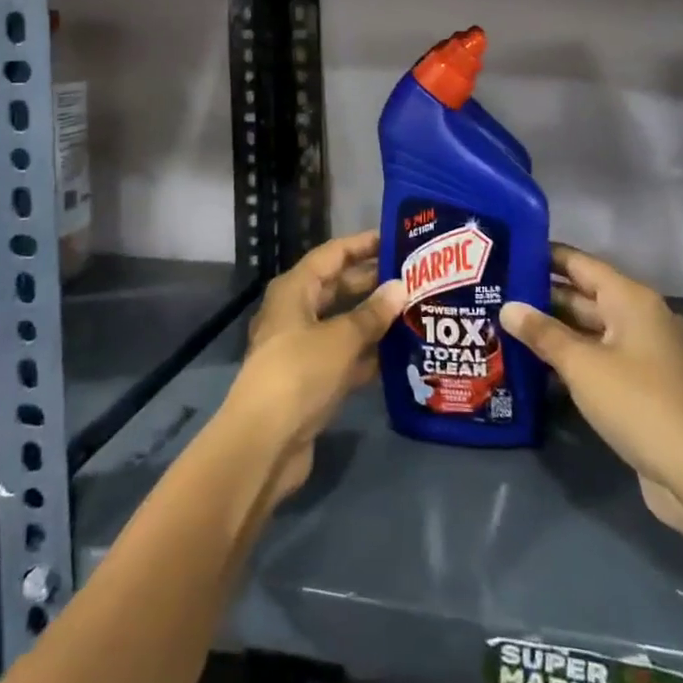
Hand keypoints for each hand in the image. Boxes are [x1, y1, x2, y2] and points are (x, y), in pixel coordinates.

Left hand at [222, 231, 404, 507]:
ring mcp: (302, 348)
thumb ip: (372, 313)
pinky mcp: (312, 380)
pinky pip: (345, 356)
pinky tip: (402, 353)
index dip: (363, 244)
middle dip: (374, 282)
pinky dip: (368, 353)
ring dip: (375, 319)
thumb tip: (401, 286)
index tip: (398, 238)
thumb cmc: (300, 373)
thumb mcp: (341, 338)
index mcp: (294, 290)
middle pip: (338, 287)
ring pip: (344, 323)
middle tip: (417, 277)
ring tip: (417, 310)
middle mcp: (296, 313)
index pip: (333, 254)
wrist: (264, 443)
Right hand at [502, 245, 682, 551]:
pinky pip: (600, 356)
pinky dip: (572, 356)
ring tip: (507, 324)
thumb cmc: (637, 403)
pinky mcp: (643, 383)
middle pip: (585, 295)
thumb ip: (543, 333)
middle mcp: (640, 317)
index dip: (545, 256)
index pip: (580, 264)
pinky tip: (537, 363)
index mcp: (631, 299)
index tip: (509, 251)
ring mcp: (644, 352)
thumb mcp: (582, 365)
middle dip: (543, 295)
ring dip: (555, 328)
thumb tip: (508, 307)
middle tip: (498, 292)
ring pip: (590, 328)